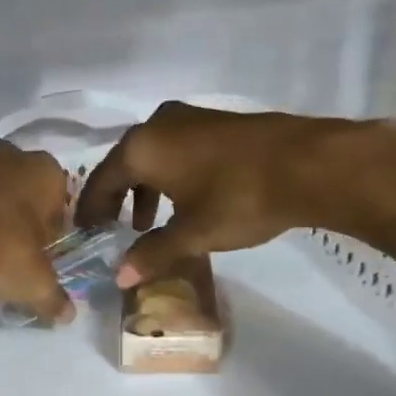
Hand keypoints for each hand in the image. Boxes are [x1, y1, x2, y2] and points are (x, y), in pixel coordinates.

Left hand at [0, 140, 75, 320]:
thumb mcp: (34, 283)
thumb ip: (54, 297)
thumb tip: (68, 316)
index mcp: (45, 171)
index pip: (60, 202)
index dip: (52, 232)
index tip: (42, 257)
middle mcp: (11, 155)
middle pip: (23, 193)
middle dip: (20, 219)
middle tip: (13, 254)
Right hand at [78, 102, 359, 287]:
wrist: (309, 164)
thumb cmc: (239, 199)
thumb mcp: (192, 233)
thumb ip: (153, 253)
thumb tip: (119, 277)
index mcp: (141, 148)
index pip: (101, 181)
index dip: (92, 211)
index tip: (86, 233)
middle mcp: (157, 124)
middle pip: (123, 164)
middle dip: (117, 199)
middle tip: (113, 229)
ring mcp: (188, 118)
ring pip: (151, 156)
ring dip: (144, 189)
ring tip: (148, 224)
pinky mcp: (215, 121)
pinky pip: (175, 149)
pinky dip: (168, 175)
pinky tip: (184, 200)